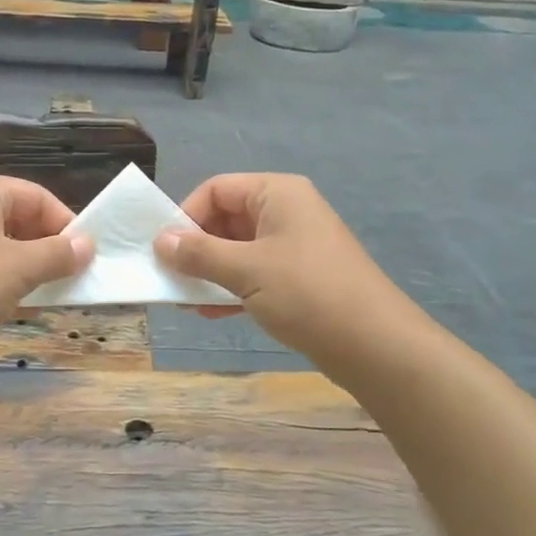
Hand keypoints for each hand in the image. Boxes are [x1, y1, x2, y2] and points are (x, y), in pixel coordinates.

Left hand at [0, 175, 93, 359]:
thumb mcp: (18, 268)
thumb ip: (57, 254)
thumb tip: (88, 245)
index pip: (37, 196)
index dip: (65, 224)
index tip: (86, 257)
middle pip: (19, 217)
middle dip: (47, 247)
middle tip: (70, 278)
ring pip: (2, 244)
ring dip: (28, 267)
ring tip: (46, 294)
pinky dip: (4, 281)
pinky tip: (15, 305)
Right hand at [154, 173, 418, 365]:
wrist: (376, 346)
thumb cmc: (307, 293)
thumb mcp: (246, 270)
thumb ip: (199, 253)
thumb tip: (160, 241)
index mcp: (277, 193)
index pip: (217, 189)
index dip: (186, 215)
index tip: (165, 249)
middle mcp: (286, 211)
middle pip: (226, 218)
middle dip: (196, 248)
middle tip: (170, 278)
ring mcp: (294, 245)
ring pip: (238, 249)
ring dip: (210, 272)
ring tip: (185, 301)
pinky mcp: (299, 277)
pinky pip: (254, 272)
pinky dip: (231, 287)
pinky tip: (212, 313)